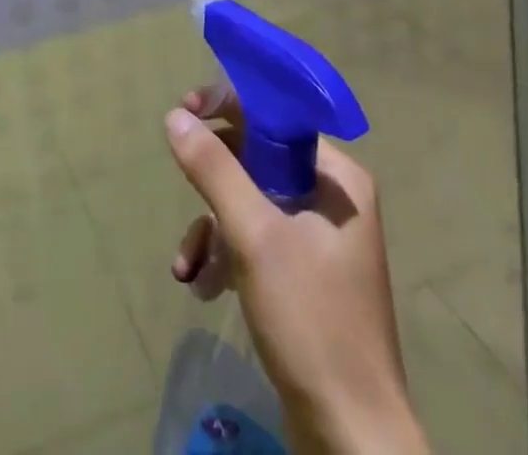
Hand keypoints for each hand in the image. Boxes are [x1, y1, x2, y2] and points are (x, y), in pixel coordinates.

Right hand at [166, 86, 429, 454]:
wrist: (351, 439)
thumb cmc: (311, 321)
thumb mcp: (254, 236)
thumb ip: (214, 169)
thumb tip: (176, 116)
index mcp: (338, 178)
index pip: (277, 116)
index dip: (230, 106)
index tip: (186, 110)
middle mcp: (332, 200)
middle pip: (259, 160)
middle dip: (214, 181)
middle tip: (181, 182)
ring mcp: (320, 241)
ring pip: (251, 204)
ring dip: (213, 227)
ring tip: (188, 265)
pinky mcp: (305, 279)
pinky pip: (257, 242)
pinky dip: (227, 256)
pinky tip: (202, 286)